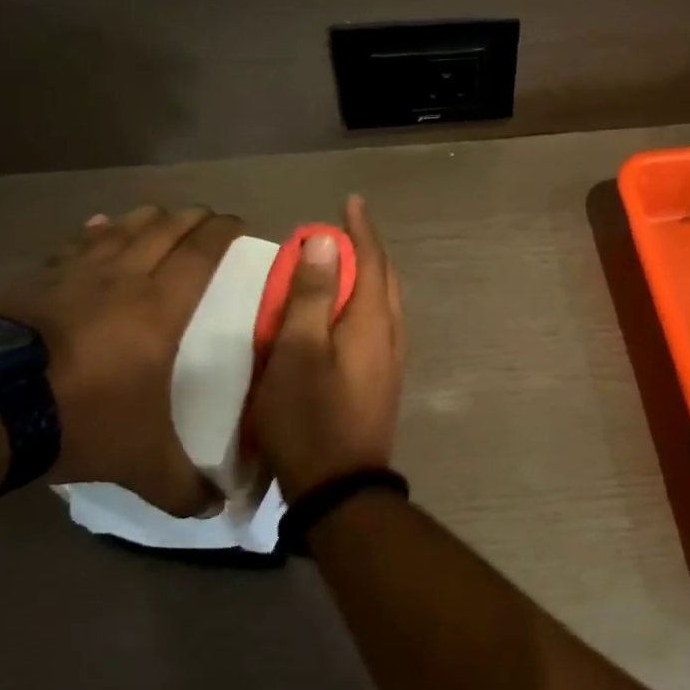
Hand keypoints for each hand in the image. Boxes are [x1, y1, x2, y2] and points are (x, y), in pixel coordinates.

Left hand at [0, 204, 241, 514]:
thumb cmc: (81, 417)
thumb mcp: (140, 460)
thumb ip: (182, 485)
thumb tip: (218, 511)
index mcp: (160, 307)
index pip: (201, 254)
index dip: (222, 233)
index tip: (238, 223)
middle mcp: (123, 278)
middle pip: (164, 230)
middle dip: (191, 219)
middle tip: (207, 216)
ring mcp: (74, 275)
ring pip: (121, 229)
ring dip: (146, 218)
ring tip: (160, 214)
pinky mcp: (34, 281)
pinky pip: (74, 245)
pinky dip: (94, 233)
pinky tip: (97, 227)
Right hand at [250, 196, 404, 501]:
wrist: (341, 487)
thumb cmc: (309, 416)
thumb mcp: (297, 351)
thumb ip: (311, 294)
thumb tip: (327, 241)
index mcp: (371, 321)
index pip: (372, 260)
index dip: (360, 229)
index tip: (351, 201)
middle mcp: (390, 334)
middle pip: (385, 278)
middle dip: (368, 248)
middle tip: (345, 228)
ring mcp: (391, 359)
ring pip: (386, 302)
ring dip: (369, 275)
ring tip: (346, 262)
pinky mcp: (384, 379)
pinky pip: (380, 323)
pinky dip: (366, 302)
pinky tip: (348, 312)